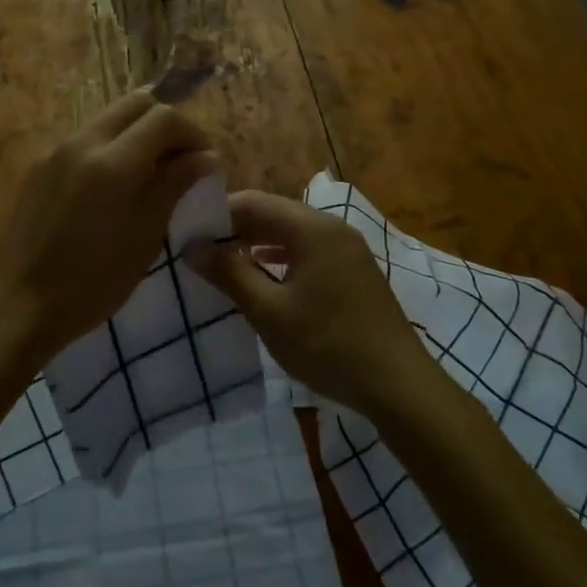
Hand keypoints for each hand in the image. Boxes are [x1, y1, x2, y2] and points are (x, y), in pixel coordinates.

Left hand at [0, 91, 214, 368]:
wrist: (16, 305)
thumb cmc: (91, 282)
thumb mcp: (144, 237)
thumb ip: (174, 186)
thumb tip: (204, 157)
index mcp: (113, 161)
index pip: (165, 117)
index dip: (194, 134)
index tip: (205, 164)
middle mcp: (82, 141)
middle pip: (135, 103)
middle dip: (166, 123)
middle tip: (181, 161)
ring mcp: (55, 151)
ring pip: (108, 118)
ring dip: (137, 134)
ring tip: (151, 175)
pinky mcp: (38, 168)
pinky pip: (85, 140)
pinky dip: (110, 148)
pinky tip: (113, 190)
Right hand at [187, 191, 431, 417]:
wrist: (398, 384)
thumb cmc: (327, 345)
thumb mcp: (269, 312)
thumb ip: (229, 274)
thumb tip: (193, 246)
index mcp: (311, 228)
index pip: (252, 202)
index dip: (217, 215)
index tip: (187, 236)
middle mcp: (332, 227)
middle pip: (273, 213)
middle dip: (235, 230)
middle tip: (200, 253)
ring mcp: (348, 248)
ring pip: (291, 233)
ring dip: (257, 244)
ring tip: (224, 266)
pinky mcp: (355, 270)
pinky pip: (309, 250)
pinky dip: (281, 258)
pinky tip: (264, 278)